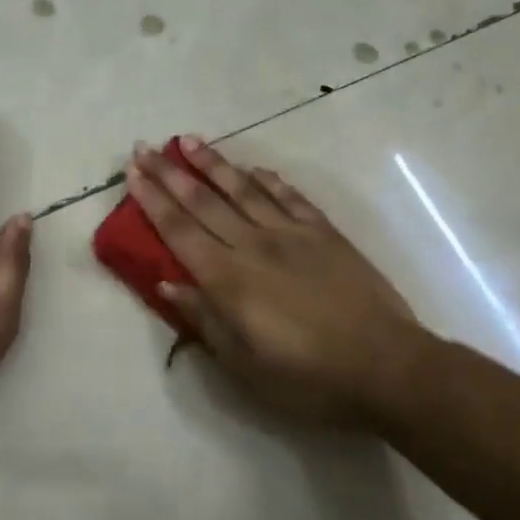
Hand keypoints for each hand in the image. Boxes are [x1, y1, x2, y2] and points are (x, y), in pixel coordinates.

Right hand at [127, 137, 421, 426]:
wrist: (386, 366)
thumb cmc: (309, 378)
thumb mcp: (244, 366)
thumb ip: (204, 320)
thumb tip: (167, 283)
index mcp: (229, 280)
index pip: (180, 230)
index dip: (153, 200)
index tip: (133, 171)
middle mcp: (254, 246)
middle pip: (204, 202)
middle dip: (171, 173)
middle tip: (146, 146)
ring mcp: (292, 234)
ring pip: (244, 189)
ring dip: (214, 164)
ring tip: (189, 141)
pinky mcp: (325, 234)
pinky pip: (290, 198)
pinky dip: (269, 180)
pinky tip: (254, 169)